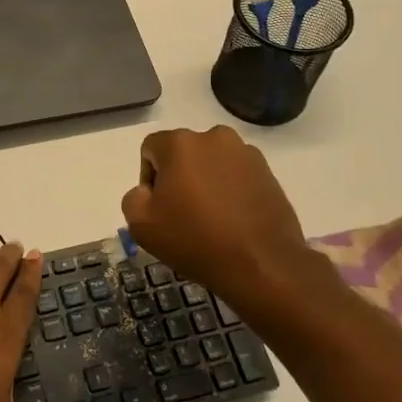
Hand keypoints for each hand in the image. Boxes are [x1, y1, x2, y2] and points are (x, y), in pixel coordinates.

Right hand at [120, 126, 309, 299]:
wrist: (261, 264)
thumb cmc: (194, 239)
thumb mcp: (140, 224)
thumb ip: (133, 197)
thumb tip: (149, 191)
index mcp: (181, 143)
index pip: (150, 149)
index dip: (148, 179)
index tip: (159, 209)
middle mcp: (215, 137)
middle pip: (183, 154)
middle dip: (178, 179)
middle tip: (183, 215)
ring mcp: (246, 154)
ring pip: (211, 164)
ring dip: (205, 183)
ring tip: (211, 219)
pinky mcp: (268, 173)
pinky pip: (236, 176)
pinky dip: (230, 191)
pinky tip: (233, 220)